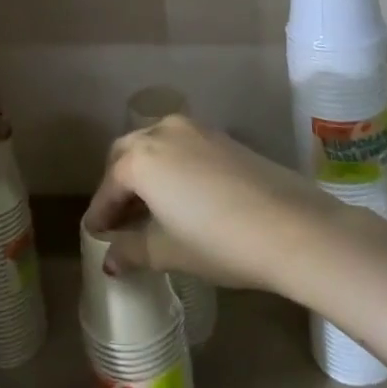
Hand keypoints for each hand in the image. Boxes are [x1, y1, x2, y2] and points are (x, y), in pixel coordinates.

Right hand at [82, 114, 343, 294]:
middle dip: (118, 183)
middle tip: (118, 217)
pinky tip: (180, 194)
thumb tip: (110, 259)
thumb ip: (132, 251)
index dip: (100, 212)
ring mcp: (195, 129)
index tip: (94, 233)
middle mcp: (162, 131)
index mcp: (141, 158)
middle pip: (127, 153)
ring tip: (148, 207)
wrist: (291, 226)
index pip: (109, 185)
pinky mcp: (221, 135)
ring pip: (155, 144)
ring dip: (144, 170)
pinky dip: (170, 164)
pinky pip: (181, 145)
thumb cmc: (219, 242)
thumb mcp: (169, 251)